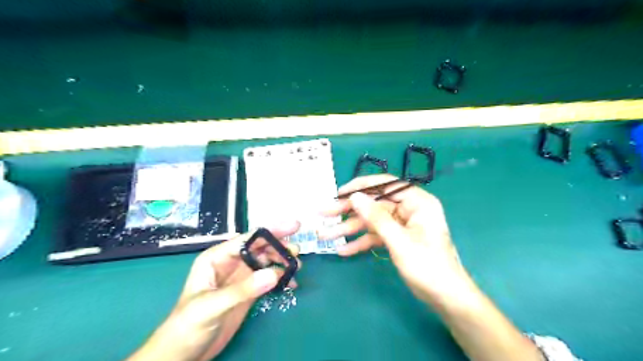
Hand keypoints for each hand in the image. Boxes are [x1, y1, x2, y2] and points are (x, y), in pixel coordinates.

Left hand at [129, 223, 304, 360]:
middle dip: (279, 246)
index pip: (248, 239)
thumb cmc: (187, 325)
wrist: (183, 354)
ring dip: (282, 262)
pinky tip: (291, 283)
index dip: (271, 231)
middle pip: (260, 248)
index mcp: (217, 258)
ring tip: (297, 267)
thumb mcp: (211, 306)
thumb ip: (242, 289)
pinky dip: (281, 279)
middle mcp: (231, 263)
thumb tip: (274, 273)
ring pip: (266, 262)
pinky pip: (268, 279)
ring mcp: (241, 277)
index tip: (293, 226)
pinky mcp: (248, 292)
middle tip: (297, 252)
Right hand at [318, 175, 543, 360]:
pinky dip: (361, 242)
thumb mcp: (399, 241)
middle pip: (374, 204)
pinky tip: (343, 250)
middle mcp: (409, 209)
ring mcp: (402, 224)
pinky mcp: (398, 238)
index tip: (339, 193)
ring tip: (326, 236)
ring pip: (372, 221)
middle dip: (349, 212)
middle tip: (324, 214)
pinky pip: (376, 236)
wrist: (445, 298)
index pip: (385, 185)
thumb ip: (376, 218)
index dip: (361, 187)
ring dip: (350, 229)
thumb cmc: (427, 266)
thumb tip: (355, 196)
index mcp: (417, 201)